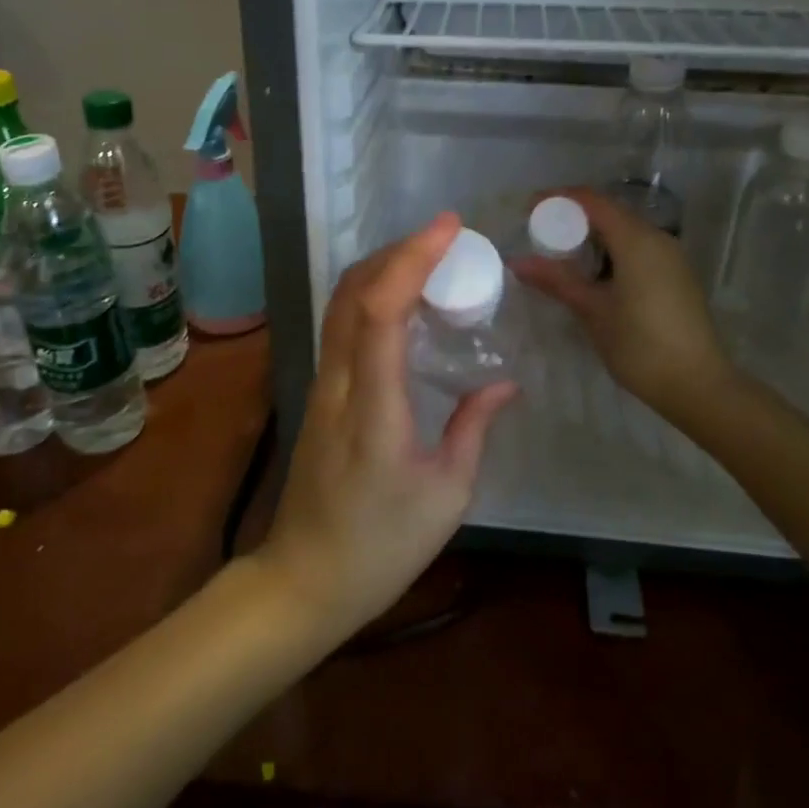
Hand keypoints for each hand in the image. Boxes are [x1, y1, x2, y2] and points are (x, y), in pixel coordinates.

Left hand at [254, 214, 517, 642]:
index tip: (447, 229)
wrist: (305, 579)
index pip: (382, 312)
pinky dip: (368, 296)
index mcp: (374, 408)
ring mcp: (321, 386)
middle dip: (395, 251)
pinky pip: (339, 327)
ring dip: (378, 269)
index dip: (412, 260)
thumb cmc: (382, 545)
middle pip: (352, 294)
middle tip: (443, 237)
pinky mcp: (318, 394)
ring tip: (425, 257)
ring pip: (339, 305)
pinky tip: (399, 302)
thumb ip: (474, 428)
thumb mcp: (446, 494)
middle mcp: (338, 384)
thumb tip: (503, 383)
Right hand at [512, 187, 734, 418]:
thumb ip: (556, 280)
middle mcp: (657, 239)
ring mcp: (671, 257)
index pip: (592, 201)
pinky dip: (611, 251)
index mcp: (636, 240)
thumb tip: (518, 262)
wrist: (697, 385)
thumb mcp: (592, 311)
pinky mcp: (676, 275)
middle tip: (539, 234)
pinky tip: (592, 274)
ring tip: (560, 255)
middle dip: (573, 218)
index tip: (529, 209)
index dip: (558, 199)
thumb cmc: (640, 345)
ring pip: (625, 231)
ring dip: (592, 236)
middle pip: (610, 212)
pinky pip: (637, 249)